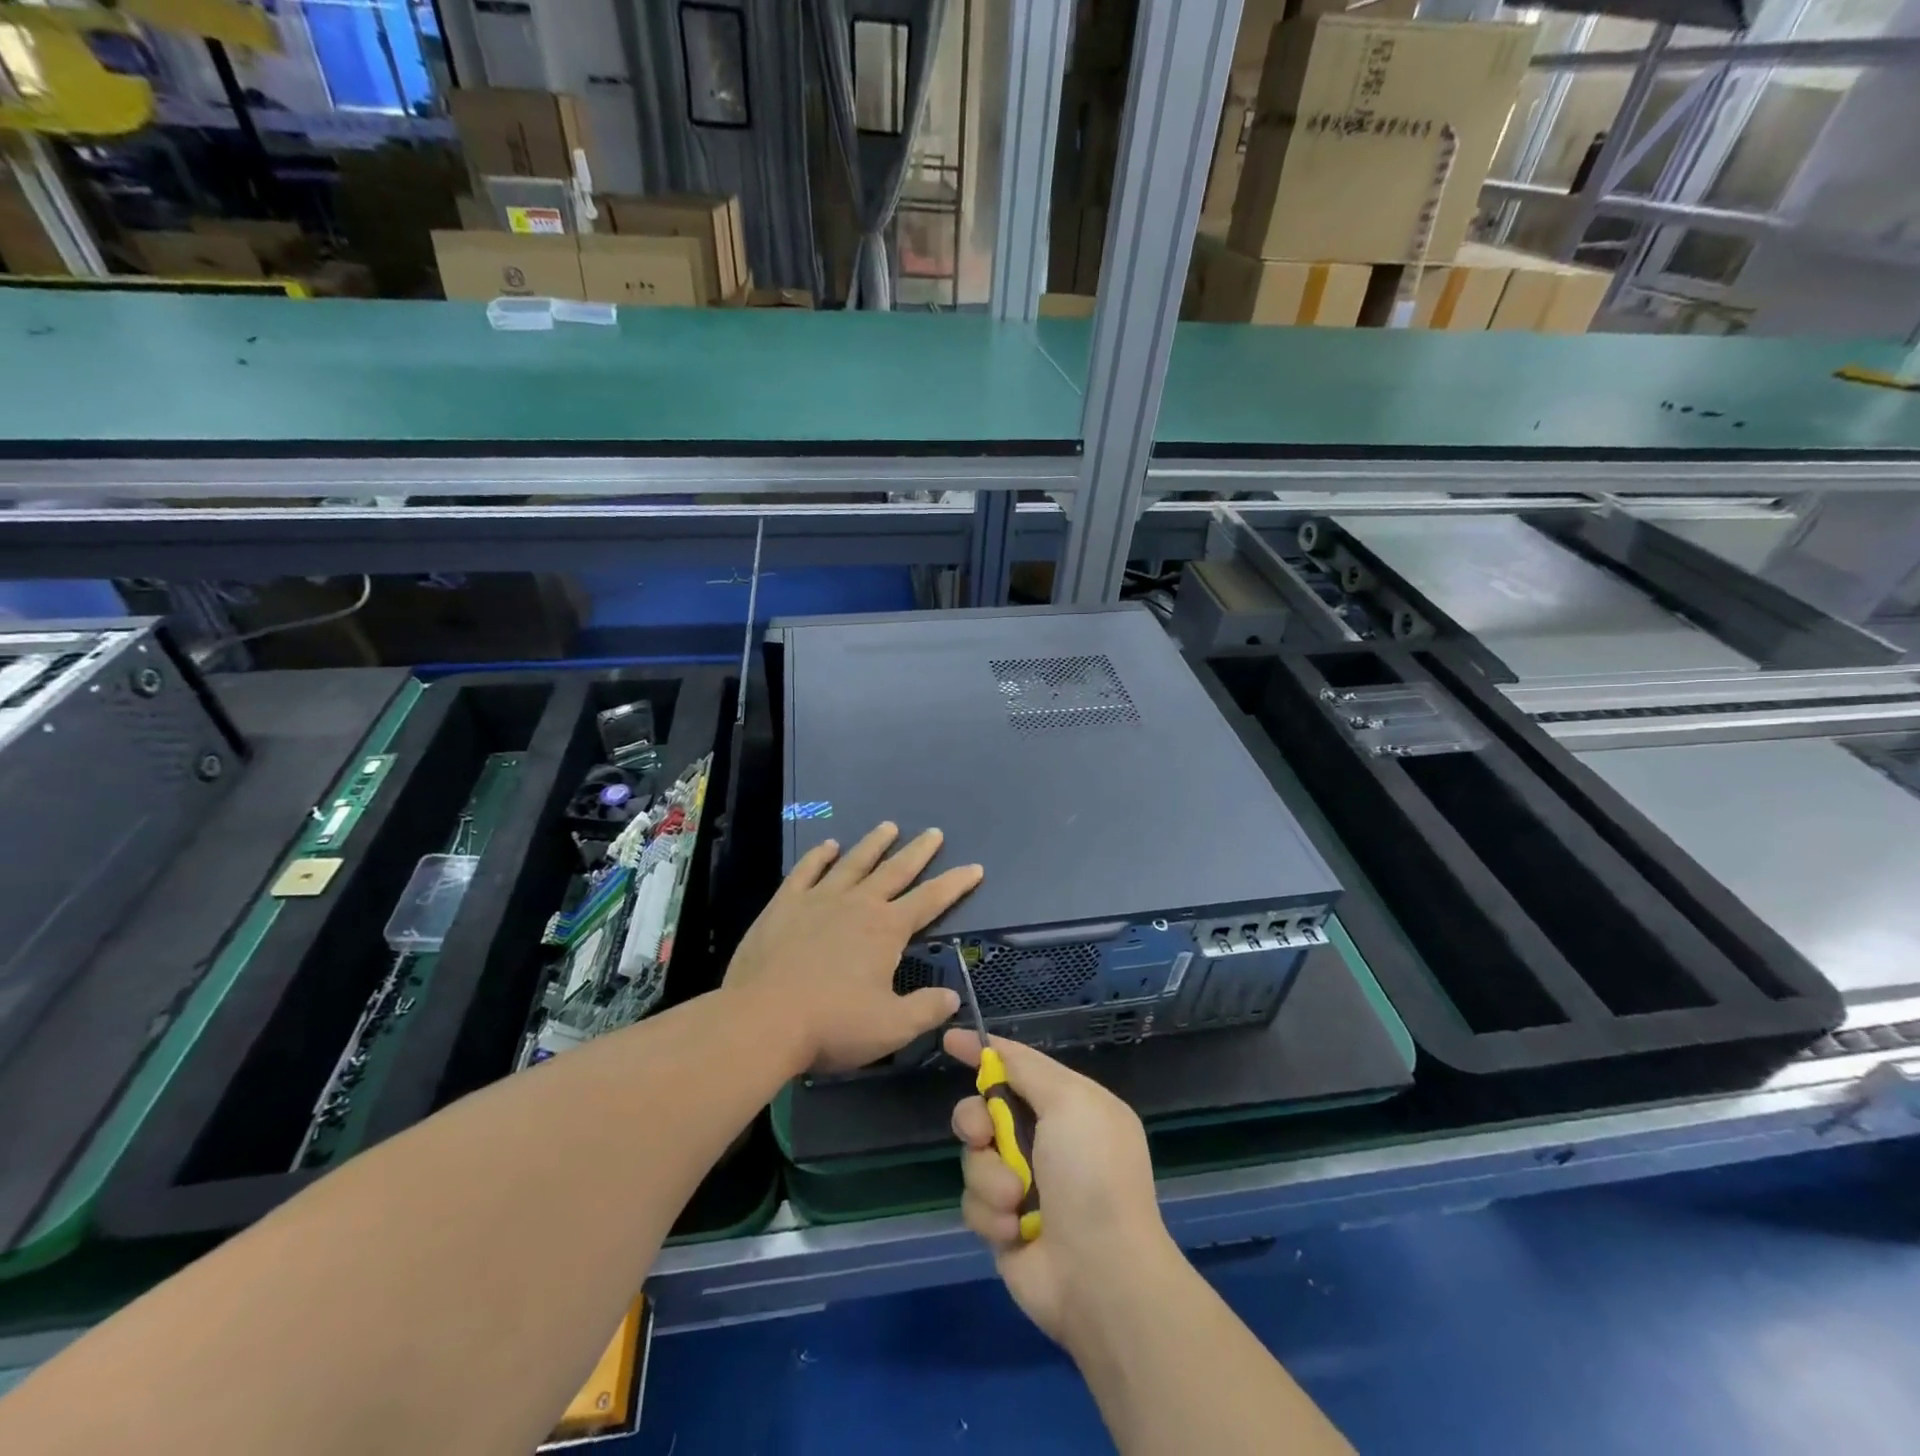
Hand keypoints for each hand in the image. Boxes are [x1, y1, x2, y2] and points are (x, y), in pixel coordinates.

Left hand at [724, 822, 982, 1073]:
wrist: (762, 1020)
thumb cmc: (832, 1025)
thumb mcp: (891, 1028)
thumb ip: (926, 1009)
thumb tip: (953, 996)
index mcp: (886, 929)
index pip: (931, 900)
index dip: (955, 884)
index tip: (974, 867)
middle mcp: (857, 904)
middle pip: (895, 870)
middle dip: (918, 852)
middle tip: (934, 832)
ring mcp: (819, 899)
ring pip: (854, 862)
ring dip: (873, 844)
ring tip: (889, 826)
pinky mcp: (785, 904)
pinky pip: (806, 871)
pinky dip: (819, 856)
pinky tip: (829, 846)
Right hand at [946, 1029, 1171, 1345]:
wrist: (1100, 1274)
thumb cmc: (1091, 1175)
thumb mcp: (1069, 1101)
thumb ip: (1027, 1069)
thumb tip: (993, 1048)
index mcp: (1070, 1106)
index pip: (1019, 1065)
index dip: (985, 1052)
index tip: (950, 1040)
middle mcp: (1046, 1140)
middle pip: (984, 1108)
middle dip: (976, 1120)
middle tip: (984, 1135)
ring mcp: (1023, 1183)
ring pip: (973, 1156)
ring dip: (989, 1176)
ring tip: (1015, 1201)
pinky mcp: (1004, 1223)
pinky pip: (973, 1200)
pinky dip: (990, 1213)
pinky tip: (1015, 1231)